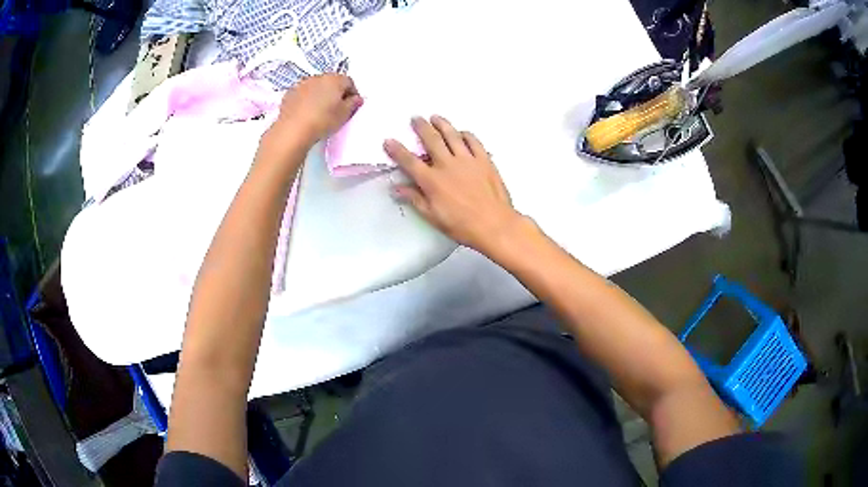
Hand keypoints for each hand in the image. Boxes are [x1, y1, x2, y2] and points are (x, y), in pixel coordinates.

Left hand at [270, 74, 362, 147]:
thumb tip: (356, 98)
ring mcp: (302, 84)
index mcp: (335, 79)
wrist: (293, 130)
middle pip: (331, 82)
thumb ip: (353, 104)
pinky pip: (302, 93)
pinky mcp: (289, 93)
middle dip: (335, 92)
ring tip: (320, 111)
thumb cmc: (323, 120)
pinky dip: (306, 99)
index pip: (349, 82)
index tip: (352, 105)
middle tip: (336, 108)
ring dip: (320, 94)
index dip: (352, 93)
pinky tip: (306, 112)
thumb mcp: (344, 115)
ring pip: (316, 86)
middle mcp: (318, 77)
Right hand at [384, 116, 522, 254]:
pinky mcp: (484, 160)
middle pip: (431, 139)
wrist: (494, 224)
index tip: (388, 140)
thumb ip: (414, 199)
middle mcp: (447, 165)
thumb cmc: (462, 225)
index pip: (409, 161)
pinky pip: (473, 141)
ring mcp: (467, 160)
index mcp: (432, 180)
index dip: (397, 150)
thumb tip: (396, 188)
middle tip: (415, 118)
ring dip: (442, 124)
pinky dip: (466, 134)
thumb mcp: (433, 216)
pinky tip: (462, 132)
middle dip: (421, 127)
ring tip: (435, 117)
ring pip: (451, 135)